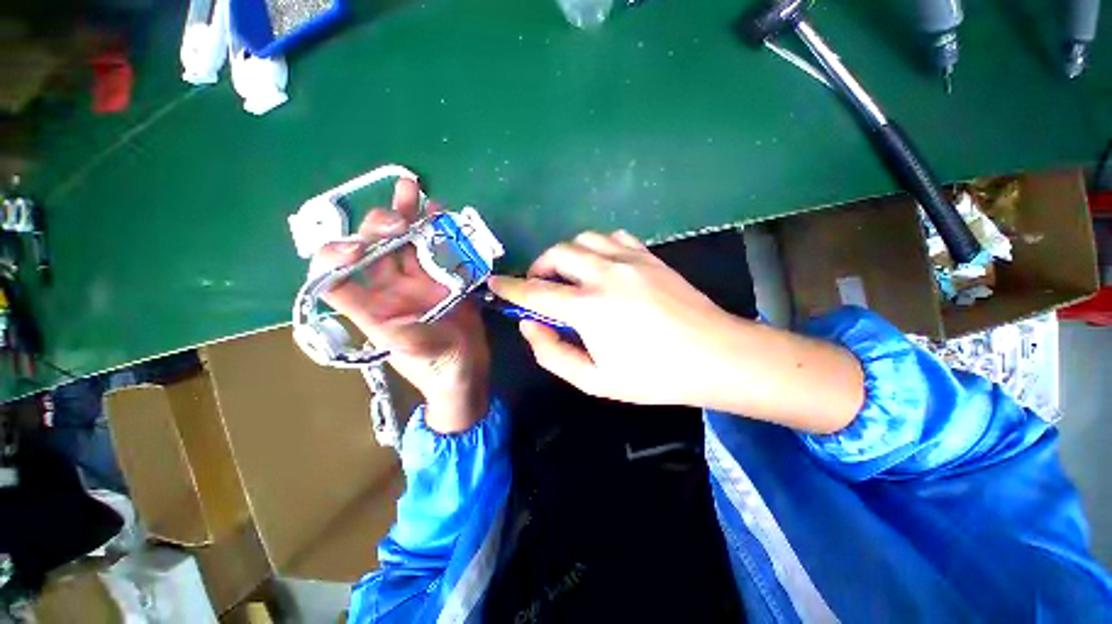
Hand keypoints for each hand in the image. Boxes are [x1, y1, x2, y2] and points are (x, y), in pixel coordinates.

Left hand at [315, 179, 489, 432]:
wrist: (466, 370)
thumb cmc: (434, 366)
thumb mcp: (405, 346)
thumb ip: (379, 319)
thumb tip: (345, 288)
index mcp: (371, 305)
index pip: (337, 275)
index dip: (337, 255)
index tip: (356, 248)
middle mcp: (390, 288)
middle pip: (375, 248)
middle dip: (380, 226)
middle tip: (400, 217)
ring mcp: (419, 281)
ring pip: (406, 242)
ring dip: (407, 215)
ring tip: (411, 189)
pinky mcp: (444, 279)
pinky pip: (437, 250)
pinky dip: (437, 230)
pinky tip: (438, 212)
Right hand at [488, 230, 730, 405]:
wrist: (714, 355)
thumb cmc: (653, 376)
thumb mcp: (595, 380)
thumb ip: (553, 353)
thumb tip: (530, 325)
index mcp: (589, 308)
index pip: (535, 292)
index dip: (510, 287)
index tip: (494, 283)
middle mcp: (604, 274)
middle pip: (556, 254)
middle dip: (539, 268)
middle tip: (541, 288)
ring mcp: (629, 260)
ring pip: (583, 239)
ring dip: (567, 255)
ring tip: (571, 276)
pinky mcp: (649, 256)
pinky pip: (612, 237)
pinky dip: (596, 247)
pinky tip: (601, 265)